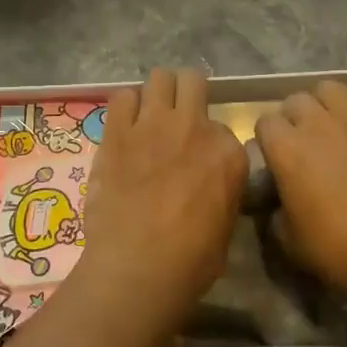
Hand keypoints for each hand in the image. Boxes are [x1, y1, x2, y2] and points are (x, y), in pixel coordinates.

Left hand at [79, 68, 247, 321]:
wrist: (137, 268)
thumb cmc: (190, 262)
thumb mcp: (226, 225)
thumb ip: (222, 189)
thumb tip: (211, 183)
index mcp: (228, 153)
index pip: (223, 126)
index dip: (209, 140)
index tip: (198, 158)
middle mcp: (195, 127)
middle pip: (192, 81)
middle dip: (186, 93)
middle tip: (176, 116)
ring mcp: (154, 124)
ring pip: (159, 77)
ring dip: (156, 93)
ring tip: (148, 115)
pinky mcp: (117, 131)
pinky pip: (122, 97)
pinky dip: (125, 107)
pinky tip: (123, 126)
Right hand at [254, 82, 346, 307]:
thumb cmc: (337, 250)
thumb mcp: (290, 242)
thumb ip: (276, 216)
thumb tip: (277, 208)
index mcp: (287, 149)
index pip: (264, 122)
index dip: (266, 139)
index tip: (272, 160)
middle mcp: (319, 126)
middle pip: (296, 100)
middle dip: (293, 117)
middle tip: (300, 143)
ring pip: (334, 88)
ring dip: (327, 102)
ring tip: (331, 123)